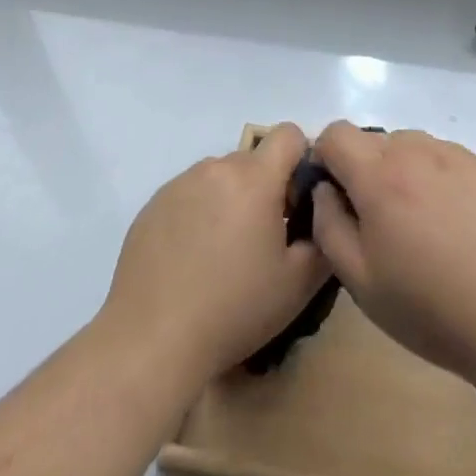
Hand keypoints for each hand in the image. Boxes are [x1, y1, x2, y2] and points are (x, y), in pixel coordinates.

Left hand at [99, 123, 328, 386]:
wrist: (151, 341)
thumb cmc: (233, 310)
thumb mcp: (298, 284)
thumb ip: (323, 237)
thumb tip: (322, 214)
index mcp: (254, 178)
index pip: (289, 134)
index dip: (301, 160)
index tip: (297, 202)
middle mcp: (216, 168)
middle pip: (253, 160)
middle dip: (265, 188)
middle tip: (262, 241)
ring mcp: (179, 184)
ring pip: (220, 177)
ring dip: (231, 200)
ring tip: (223, 255)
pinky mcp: (153, 205)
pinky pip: (189, 195)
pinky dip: (199, 215)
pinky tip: (191, 262)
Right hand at [309, 122, 475, 391]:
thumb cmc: (430, 307)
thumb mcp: (360, 280)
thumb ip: (329, 224)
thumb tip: (324, 190)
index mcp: (379, 174)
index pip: (335, 133)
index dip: (324, 160)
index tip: (333, 198)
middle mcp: (416, 149)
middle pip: (372, 140)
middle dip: (361, 171)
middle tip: (376, 223)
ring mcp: (455, 154)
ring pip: (408, 147)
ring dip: (399, 172)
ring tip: (417, 225)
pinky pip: (442, 158)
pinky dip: (433, 177)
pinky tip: (451, 224)